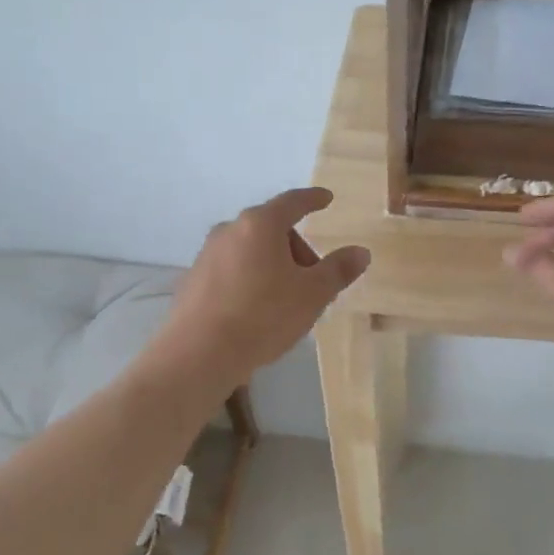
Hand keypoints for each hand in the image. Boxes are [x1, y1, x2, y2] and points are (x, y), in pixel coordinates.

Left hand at [151, 188, 369, 388]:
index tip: (326, 199)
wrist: (198, 354)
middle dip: (296, 248)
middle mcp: (230, 230)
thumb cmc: (263, 316)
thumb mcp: (312, 295)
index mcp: (260, 225)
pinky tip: (256, 311)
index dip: (313, 199)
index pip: (293, 202)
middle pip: (271, 228)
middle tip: (313, 280)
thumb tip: (360, 252)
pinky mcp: (192, 280)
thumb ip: (338, 270)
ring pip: (250, 250)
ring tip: (285, 300)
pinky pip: (231, 270)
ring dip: (273, 265)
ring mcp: (207, 254)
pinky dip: (250, 279)